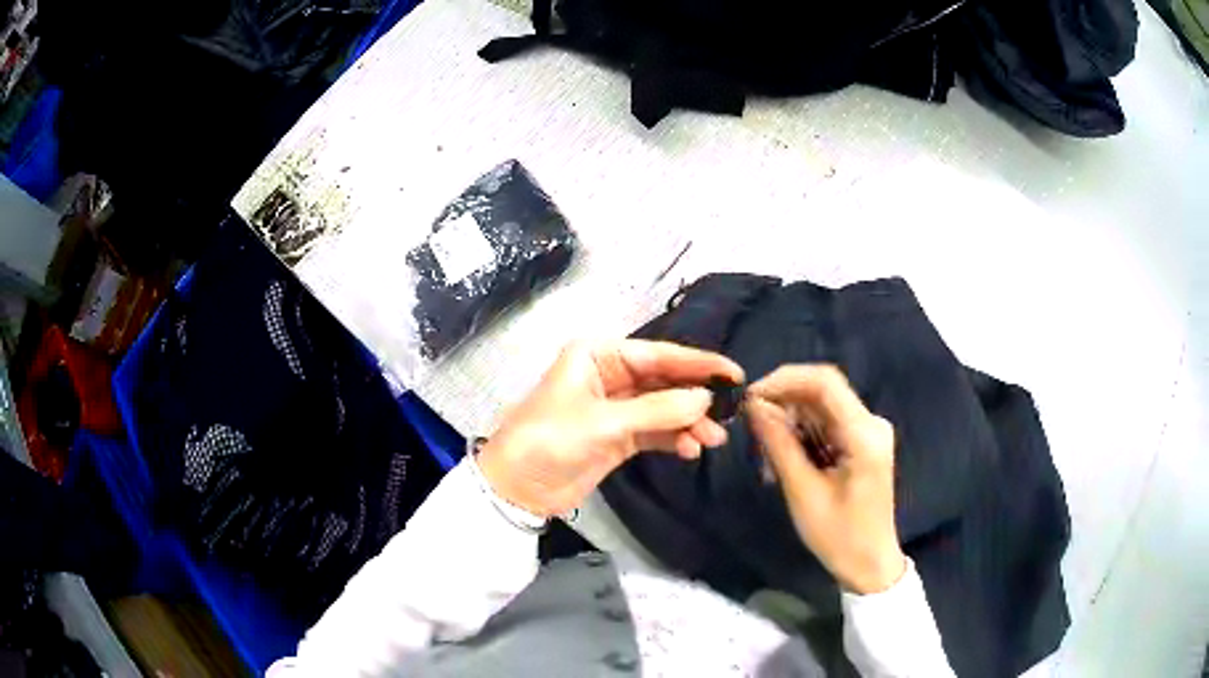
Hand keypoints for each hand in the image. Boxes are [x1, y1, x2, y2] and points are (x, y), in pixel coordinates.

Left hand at [477, 340, 743, 516]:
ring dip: (689, 422)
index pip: (657, 354)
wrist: (517, 489)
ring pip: (664, 408)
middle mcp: (609, 375)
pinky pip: (656, 431)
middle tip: (730, 411)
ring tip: (713, 439)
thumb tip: (706, 400)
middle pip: (664, 381)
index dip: (697, 363)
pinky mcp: (618, 437)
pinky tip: (690, 450)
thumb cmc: (550, 440)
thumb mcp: (603, 422)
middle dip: (695, 397)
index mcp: (597, 356)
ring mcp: (615, 408)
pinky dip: (674, 438)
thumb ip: (657, 410)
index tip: (733, 372)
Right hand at [746, 365, 906, 594]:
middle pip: (821, 393)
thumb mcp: (803, 492)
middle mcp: (870, 423)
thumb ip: (780, 444)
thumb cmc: (839, 536)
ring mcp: (867, 432)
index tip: (750, 397)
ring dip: (789, 424)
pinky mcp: (861, 443)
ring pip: (819, 408)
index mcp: (864, 433)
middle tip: (752, 432)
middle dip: (782, 405)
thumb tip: (754, 406)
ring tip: (766, 459)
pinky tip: (782, 462)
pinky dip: (800, 437)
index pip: (824, 382)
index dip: (784, 380)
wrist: (870, 564)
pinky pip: (825, 426)